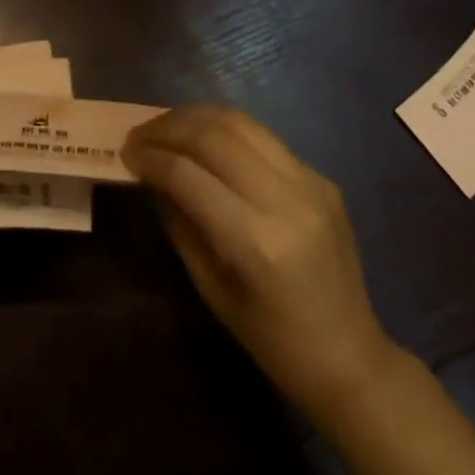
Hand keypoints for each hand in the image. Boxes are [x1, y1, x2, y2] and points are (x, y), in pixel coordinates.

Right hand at [122, 106, 394, 425]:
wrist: (349, 356)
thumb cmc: (271, 339)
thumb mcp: (210, 287)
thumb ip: (180, 222)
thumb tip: (152, 174)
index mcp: (256, 242)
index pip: (188, 175)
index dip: (151, 157)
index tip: (126, 152)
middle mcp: (286, 200)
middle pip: (215, 136)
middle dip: (169, 127)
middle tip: (140, 134)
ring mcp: (310, 183)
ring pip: (241, 123)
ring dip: (196, 118)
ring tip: (167, 126)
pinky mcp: (321, 177)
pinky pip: (264, 139)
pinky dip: (226, 130)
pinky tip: (205, 140)